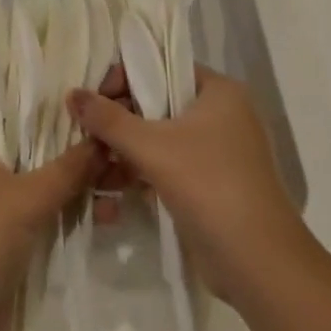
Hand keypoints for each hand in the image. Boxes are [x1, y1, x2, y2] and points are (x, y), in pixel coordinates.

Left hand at [0, 131, 98, 330]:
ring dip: (71, 191)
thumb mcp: (30, 198)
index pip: (13, 121)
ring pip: (31, 187)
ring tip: (116, 193)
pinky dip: (58, 214)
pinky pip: (29, 215)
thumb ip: (70, 166)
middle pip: (26, 156)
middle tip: (116, 162)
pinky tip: (99, 216)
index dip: (56, 122)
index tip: (97, 125)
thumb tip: (105, 138)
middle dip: (71, 162)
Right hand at [68, 68, 306, 308]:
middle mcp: (221, 114)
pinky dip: (142, 172)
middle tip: (86, 134)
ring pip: (160, 138)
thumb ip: (109, 119)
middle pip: (158, 104)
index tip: (93, 102)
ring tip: (91, 164)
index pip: (162, 68)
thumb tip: (72, 94)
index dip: (124, 79)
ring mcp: (217, 152)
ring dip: (126, 150)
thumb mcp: (152, 147)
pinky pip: (168, 166)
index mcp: (218, 91)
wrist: (258, 262)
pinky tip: (110, 188)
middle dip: (120, 120)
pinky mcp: (210, 184)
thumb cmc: (208, 185)